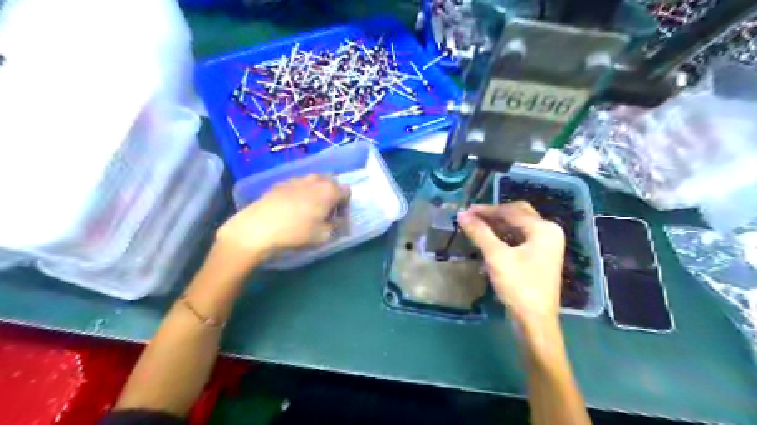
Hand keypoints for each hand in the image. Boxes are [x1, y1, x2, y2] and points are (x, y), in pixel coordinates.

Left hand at [217, 172, 350, 259]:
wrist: (257, 228)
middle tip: (326, 213)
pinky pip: (298, 185)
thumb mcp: (324, 236)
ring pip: (314, 182)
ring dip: (316, 193)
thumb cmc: (296, 233)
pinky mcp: (280, 183)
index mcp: (329, 190)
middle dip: (332, 196)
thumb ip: (337, 227)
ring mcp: (296, 179)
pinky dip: (301, 193)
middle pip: (331, 183)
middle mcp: (315, 179)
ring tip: (308, 211)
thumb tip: (340, 222)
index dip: (345, 206)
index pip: (347, 192)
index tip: (338, 219)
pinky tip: (291, 209)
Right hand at [452, 201, 564, 323]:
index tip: (466, 211)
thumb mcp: (496, 257)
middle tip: (472, 217)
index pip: (511, 211)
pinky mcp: (540, 257)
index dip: (487, 210)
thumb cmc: (518, 286)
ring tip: (477, 227)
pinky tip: (489, 240)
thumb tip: (461, 214)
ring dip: (498, 225)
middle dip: (494, 214)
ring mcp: (546, 246)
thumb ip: (479, 233)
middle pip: (518, 214)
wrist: (535, 322)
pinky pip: (520, 238)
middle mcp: (549, 233)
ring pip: (519, 226)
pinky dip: (504, 236)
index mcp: (543, 229)